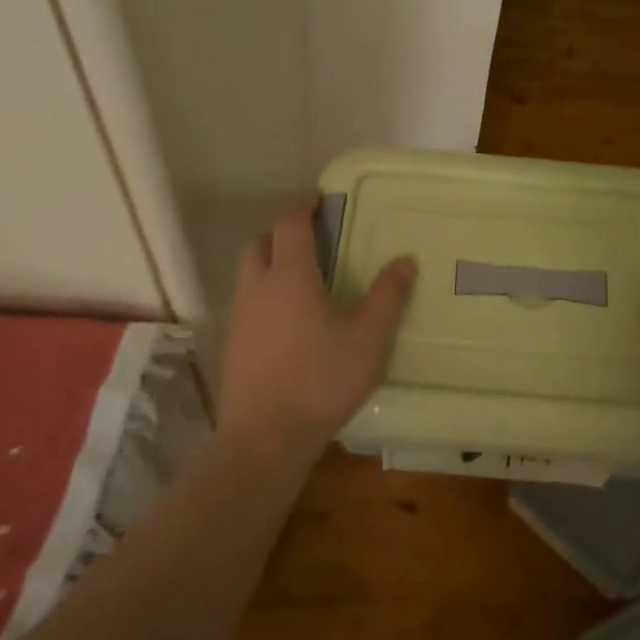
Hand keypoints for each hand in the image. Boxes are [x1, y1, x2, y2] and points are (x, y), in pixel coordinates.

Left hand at [219, 199, 417, 467]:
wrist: (264, 439)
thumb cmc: (321, 378)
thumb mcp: (369, 336)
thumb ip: (389, 295)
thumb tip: (406, 261)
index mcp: (290, 275)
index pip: (290, 224)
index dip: (304, 207)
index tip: (320, 200)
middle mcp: (258, 288)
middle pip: (260, 243)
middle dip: (282, 232)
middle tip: (310, 237)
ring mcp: (240, 318)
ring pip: (249, 274)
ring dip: (270, 264)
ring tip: (303, 279)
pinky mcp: (233, 347)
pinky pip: (248, 305)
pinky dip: (265, 296)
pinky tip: (289, 322)